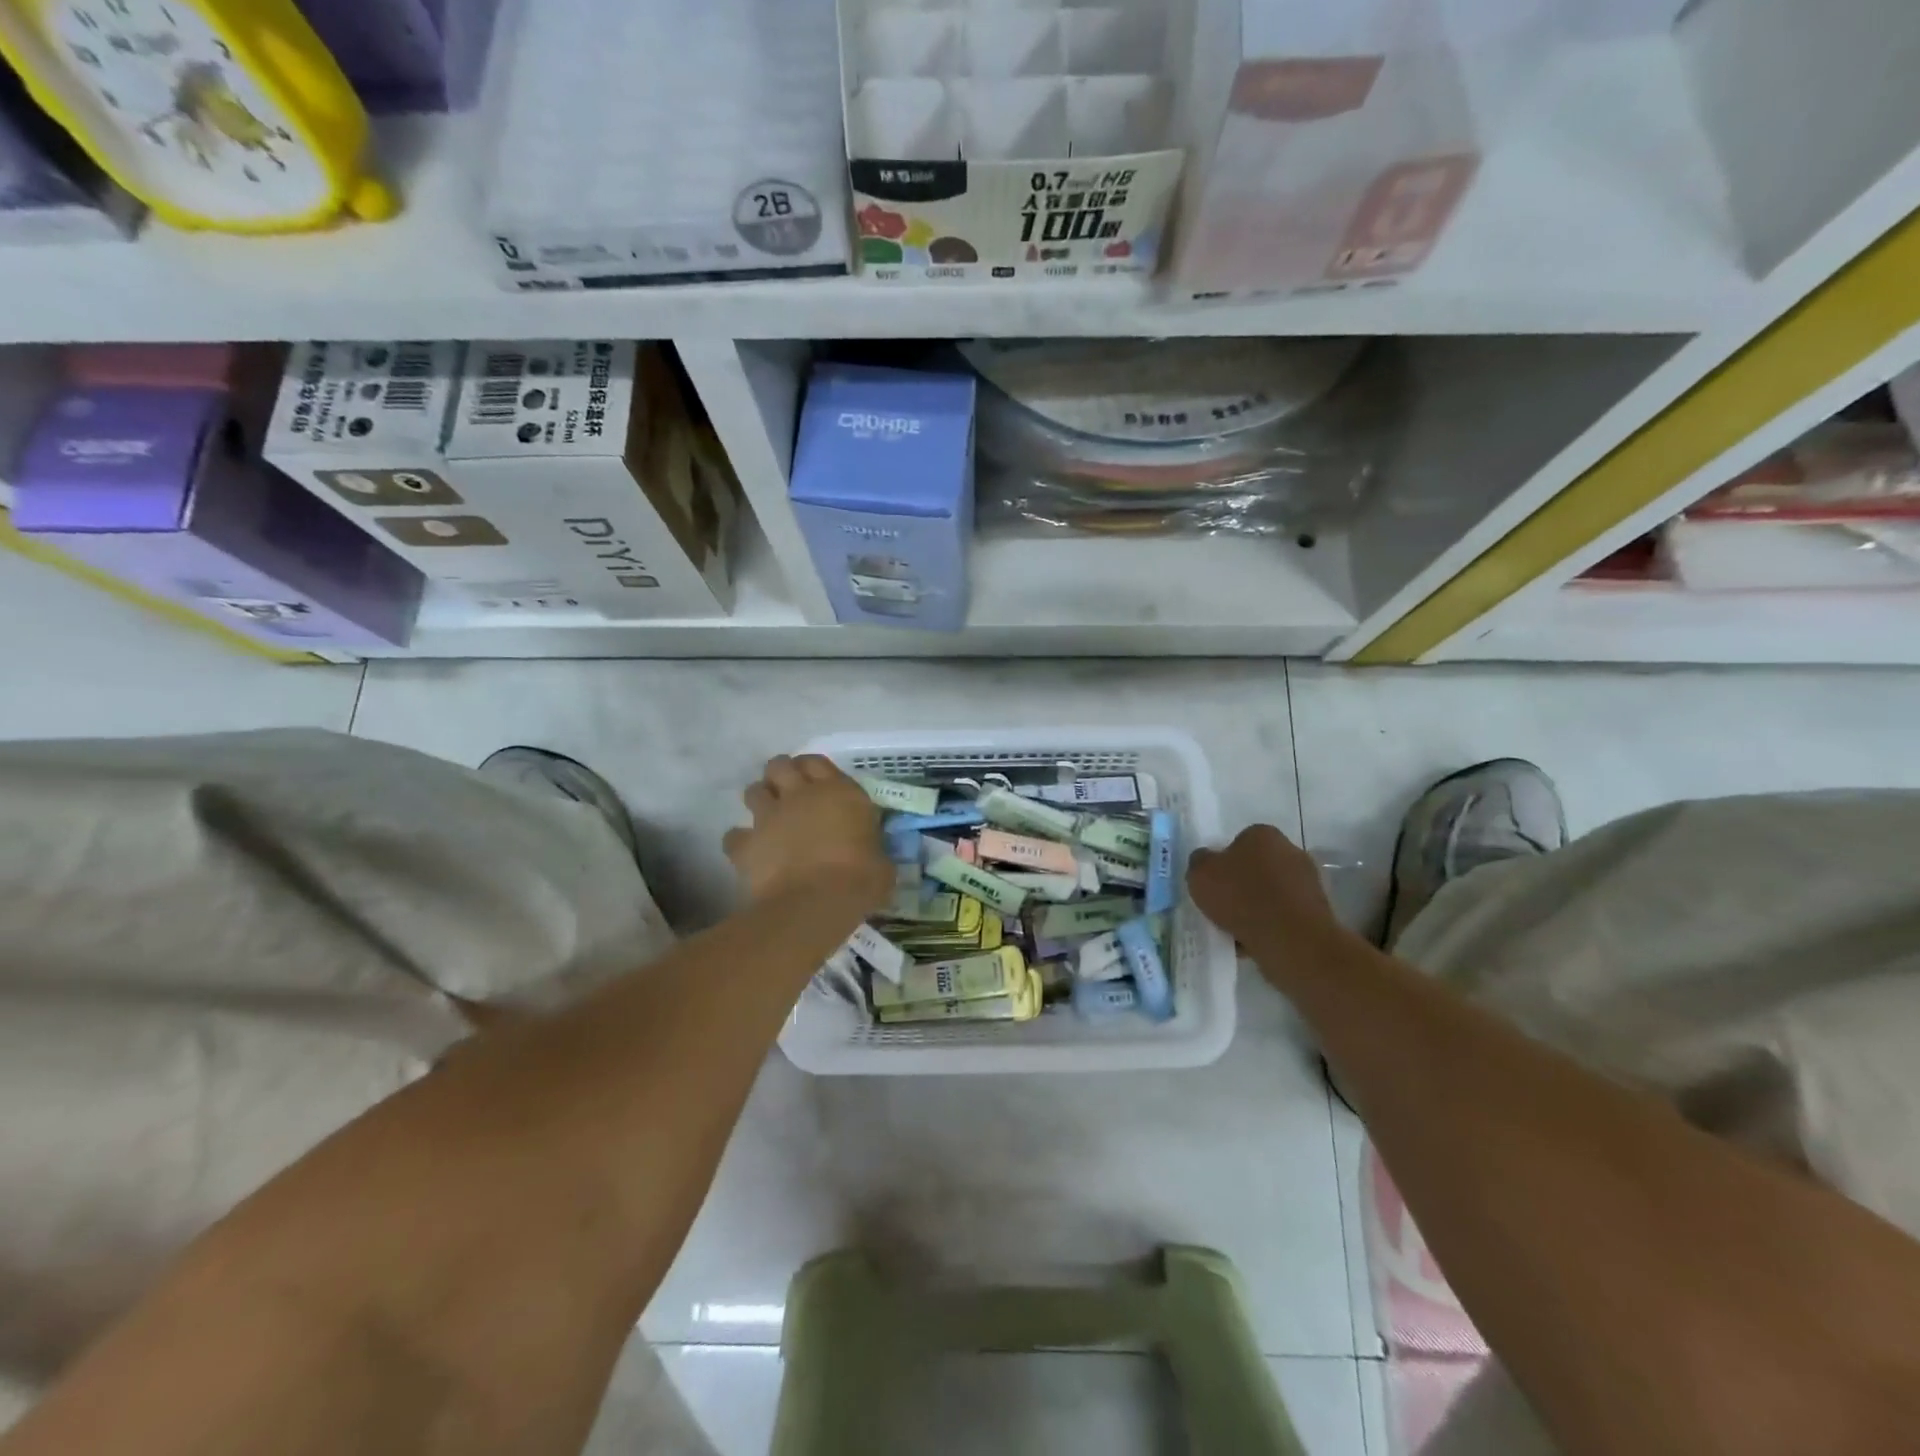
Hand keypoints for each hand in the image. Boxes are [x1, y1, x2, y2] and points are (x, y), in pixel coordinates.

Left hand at [723, 755, 891, 911]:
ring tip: (768, 817)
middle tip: (788, 791)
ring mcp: (769, 817)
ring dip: (760, 800)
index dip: (812, 769)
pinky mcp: (746, 844)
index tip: (815, 782)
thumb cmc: (859, 881)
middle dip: (780, 775)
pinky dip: (740, 841)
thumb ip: (871, 847)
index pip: (817, 763)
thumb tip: (870, 855)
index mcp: (838, 792)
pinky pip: (734, 836)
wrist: (815, 904)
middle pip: (780, 766)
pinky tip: (749, 852)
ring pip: (753, 791)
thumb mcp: (880, 861)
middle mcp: (801, 795)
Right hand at [1188, 824, 1346, 955]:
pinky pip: (1284, 915)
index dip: (1223, 863)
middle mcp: (1290, 850)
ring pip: (1272, 893)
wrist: (1291, 940)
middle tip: (1223, 906)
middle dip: (1243, 884)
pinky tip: (1255, 941)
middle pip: (1258, 867)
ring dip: (1257, 907)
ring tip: (1237, 930)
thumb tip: (1206, 860)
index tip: (1214, 884)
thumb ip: (1199, 862)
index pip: (1238, 842)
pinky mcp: (1318, 910)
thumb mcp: (1200, 874)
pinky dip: (1271, 925)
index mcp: (1263, 834)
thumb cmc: (1241, 897)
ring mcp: (1309, 881)